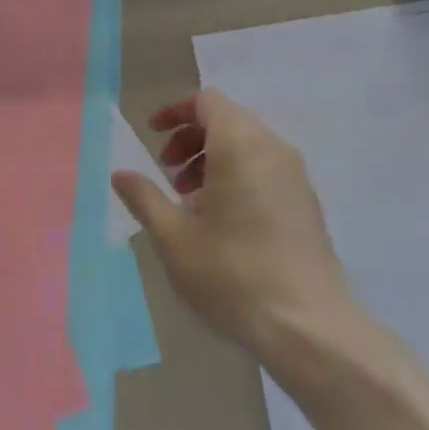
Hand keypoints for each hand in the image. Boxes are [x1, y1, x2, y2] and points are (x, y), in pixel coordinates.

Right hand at [112, 90, 349, 357]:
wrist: (307, 327)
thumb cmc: (232, 274)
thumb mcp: (173, 237)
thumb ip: (144, 197)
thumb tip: (121, 174)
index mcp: (240, 146)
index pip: (207, 102)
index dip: (175, 112)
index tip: (151, 135)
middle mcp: (273, 149)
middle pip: (227, 120)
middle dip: (190, 138)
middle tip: (166, 173)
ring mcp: (295, 176)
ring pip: (247, 145)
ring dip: (212, 158)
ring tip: (189, 200)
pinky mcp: (306, 202)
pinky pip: (265, 168)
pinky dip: (237, 175)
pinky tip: (221, 219)